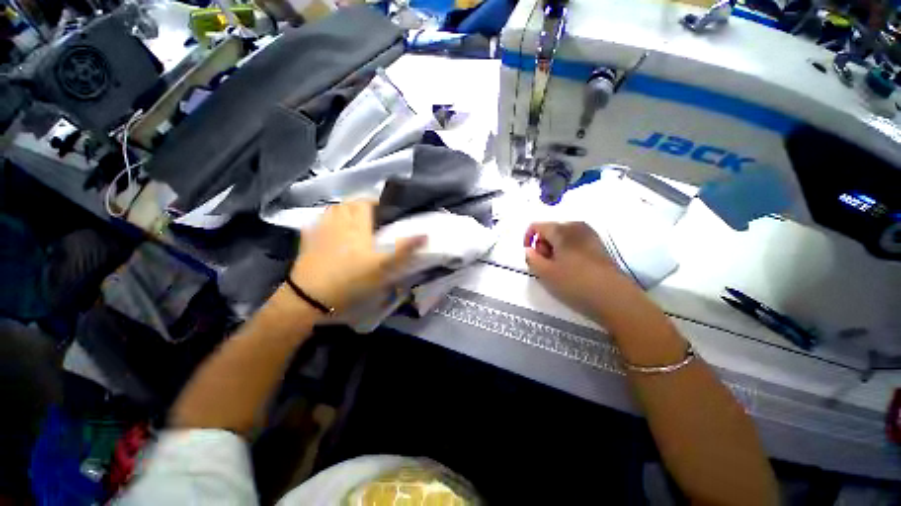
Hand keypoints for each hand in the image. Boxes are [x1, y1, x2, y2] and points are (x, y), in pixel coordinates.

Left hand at [290, 201, 425, 312]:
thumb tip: (425, 234)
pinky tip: (329, 230)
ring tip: (351, 221)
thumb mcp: (383, 267)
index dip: (375, 202)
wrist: (311, 298)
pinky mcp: (307, 242)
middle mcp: (337, 222)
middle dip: (359, 205)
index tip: (384, 210)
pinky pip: (316, 223)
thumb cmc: (351, 280)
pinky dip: (325, 221)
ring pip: (331, 210)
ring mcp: (320, 231)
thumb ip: (403, 249)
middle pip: (347, 204)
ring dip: (343, 210)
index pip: (364, 202)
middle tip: (370, 217)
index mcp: (356, 226)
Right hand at [523, 221, 625, 314]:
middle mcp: (576, 226)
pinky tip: (572, 269)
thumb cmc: (575, 283)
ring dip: (554, 250)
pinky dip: (567, 252)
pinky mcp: (599, 245)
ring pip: (563, 237)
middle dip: (542, 246)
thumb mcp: (544, 273)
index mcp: (561, 229)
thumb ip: (531, 259)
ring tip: (558, 269)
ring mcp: (590, 235)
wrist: (614, 297)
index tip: (529, 256)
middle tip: (545, 266)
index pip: (536, 226)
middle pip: (550, 230)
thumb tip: (529, 250)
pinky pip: (575, 242)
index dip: (528, 239)